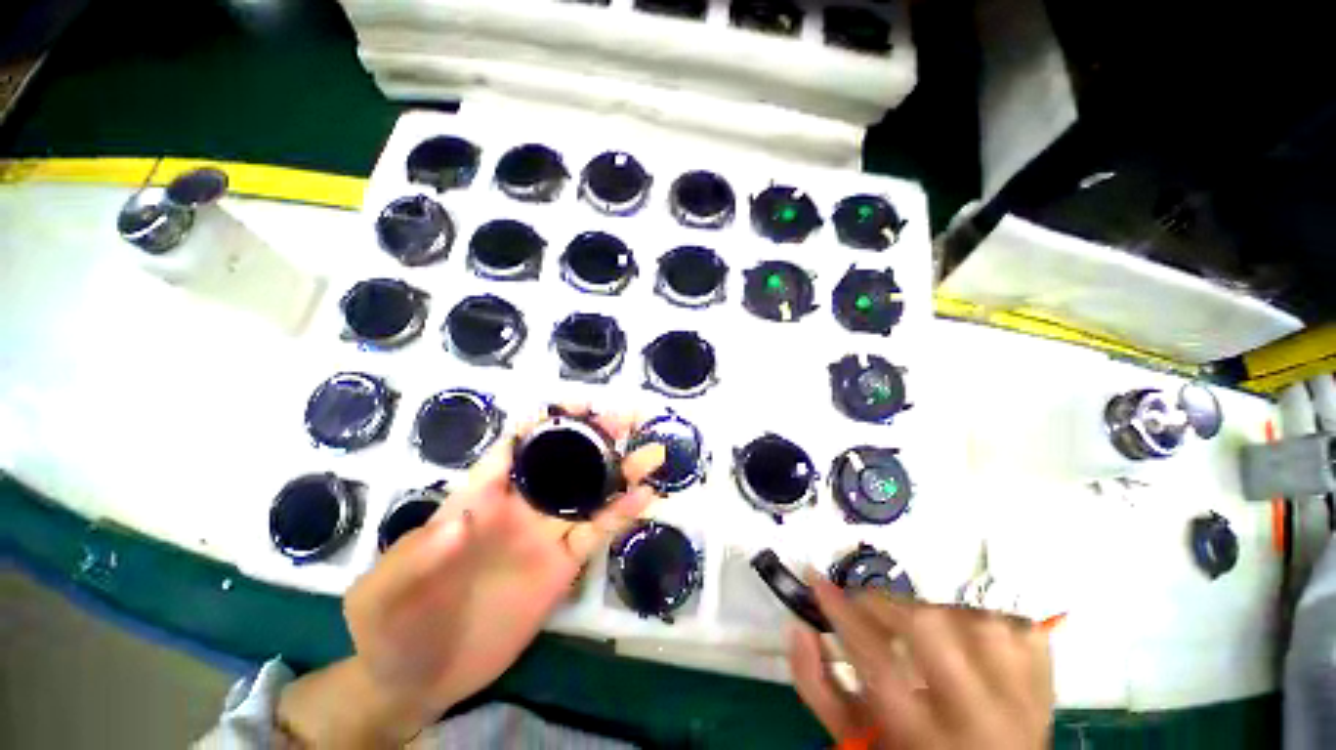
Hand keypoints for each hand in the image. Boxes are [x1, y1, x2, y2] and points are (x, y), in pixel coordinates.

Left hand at [278, 407, 664, 747]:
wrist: (416, 679)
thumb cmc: (390, 626)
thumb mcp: (384, 593)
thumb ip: (417, 556)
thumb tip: (462, 518)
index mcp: (478, 498)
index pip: (516, 447)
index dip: (546, 422)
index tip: (578, 405)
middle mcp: (519, 507)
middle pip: (564, 461)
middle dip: (596, 435)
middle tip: (628, 417)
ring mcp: (544, 536)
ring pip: (589, 494)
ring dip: (621, 471)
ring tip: (652, 452)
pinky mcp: (562, 566)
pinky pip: (596, 534)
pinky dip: (621, 515)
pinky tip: (646, 497)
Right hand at [788, 578, 1053, 749]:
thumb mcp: (856, 738)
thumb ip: (818, 687)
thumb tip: (798, 628)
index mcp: (926, 740)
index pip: (876, 661)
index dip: (841, 612)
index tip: (816, 580)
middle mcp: (982, 718)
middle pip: (931, 629)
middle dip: (887, 606)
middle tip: (867, 608)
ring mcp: (1023, 697)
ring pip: (973, 619)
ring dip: (933, 613)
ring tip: (918, 631)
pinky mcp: (1044, 681)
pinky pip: (1013, 627)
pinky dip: (982, 621)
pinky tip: (968, 640)